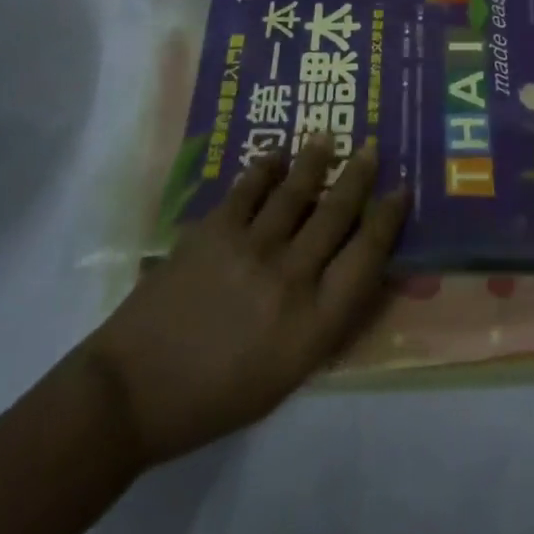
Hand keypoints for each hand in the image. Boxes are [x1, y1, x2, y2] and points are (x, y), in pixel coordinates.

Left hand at [81, 135, 407, 466]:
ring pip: (297, 190)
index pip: (368, 258)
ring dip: (316, 160)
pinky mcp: (215, 229)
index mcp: (313, 323)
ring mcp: (251, 248)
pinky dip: (265, 167)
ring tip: (327, 137)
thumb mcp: (287, 373)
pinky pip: (249, 186)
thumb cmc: (217, 396)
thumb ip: (325, 319)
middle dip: (360, 176)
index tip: (401, 192)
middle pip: (337, 213)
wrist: (133, 392)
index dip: (389, 219)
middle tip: (372, 148)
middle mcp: (290, 278)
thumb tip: (357, 272)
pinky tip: (275, 155)